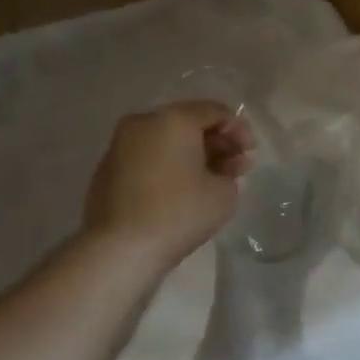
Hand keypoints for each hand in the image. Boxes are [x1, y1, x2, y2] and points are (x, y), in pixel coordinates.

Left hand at [84, 101, 255, 269]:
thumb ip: (231, 171)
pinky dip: (169, 166)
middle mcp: (143, 123)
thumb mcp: (224, 193)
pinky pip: (148, 157)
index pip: (214, 111)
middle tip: (236, 167)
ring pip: (166, 141)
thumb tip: (222, 168)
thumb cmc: (179, 213)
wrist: (120, 248)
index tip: (250, 153)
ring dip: (193, 155)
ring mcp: (121, 145)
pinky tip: (182, 189)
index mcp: (173, 119)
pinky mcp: (108, 169)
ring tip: (212, 181)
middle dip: (216, 143)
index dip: (239, 130)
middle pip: (188, 123)